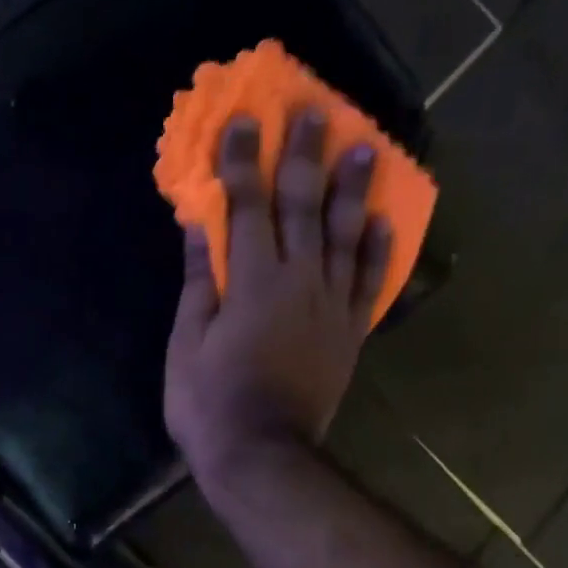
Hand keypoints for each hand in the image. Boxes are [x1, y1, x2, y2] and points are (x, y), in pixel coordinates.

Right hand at [163, 110, 391, 494]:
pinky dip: (377, 250)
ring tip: (364, 147)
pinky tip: (381, 221)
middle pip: (303, 207)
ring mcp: (331, 307)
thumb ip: (199, 283)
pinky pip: (369, 284)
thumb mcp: (186, 345)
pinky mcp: (349, 335)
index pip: (245, 208)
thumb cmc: (209, 404)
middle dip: (304, 156)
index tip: (243, 120)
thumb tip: (198, 227)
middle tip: (313, 111)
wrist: (260, 456)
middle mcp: (299, 281)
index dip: (242, 162)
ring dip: (352, 189)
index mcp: (251, 282)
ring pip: (345, 236)